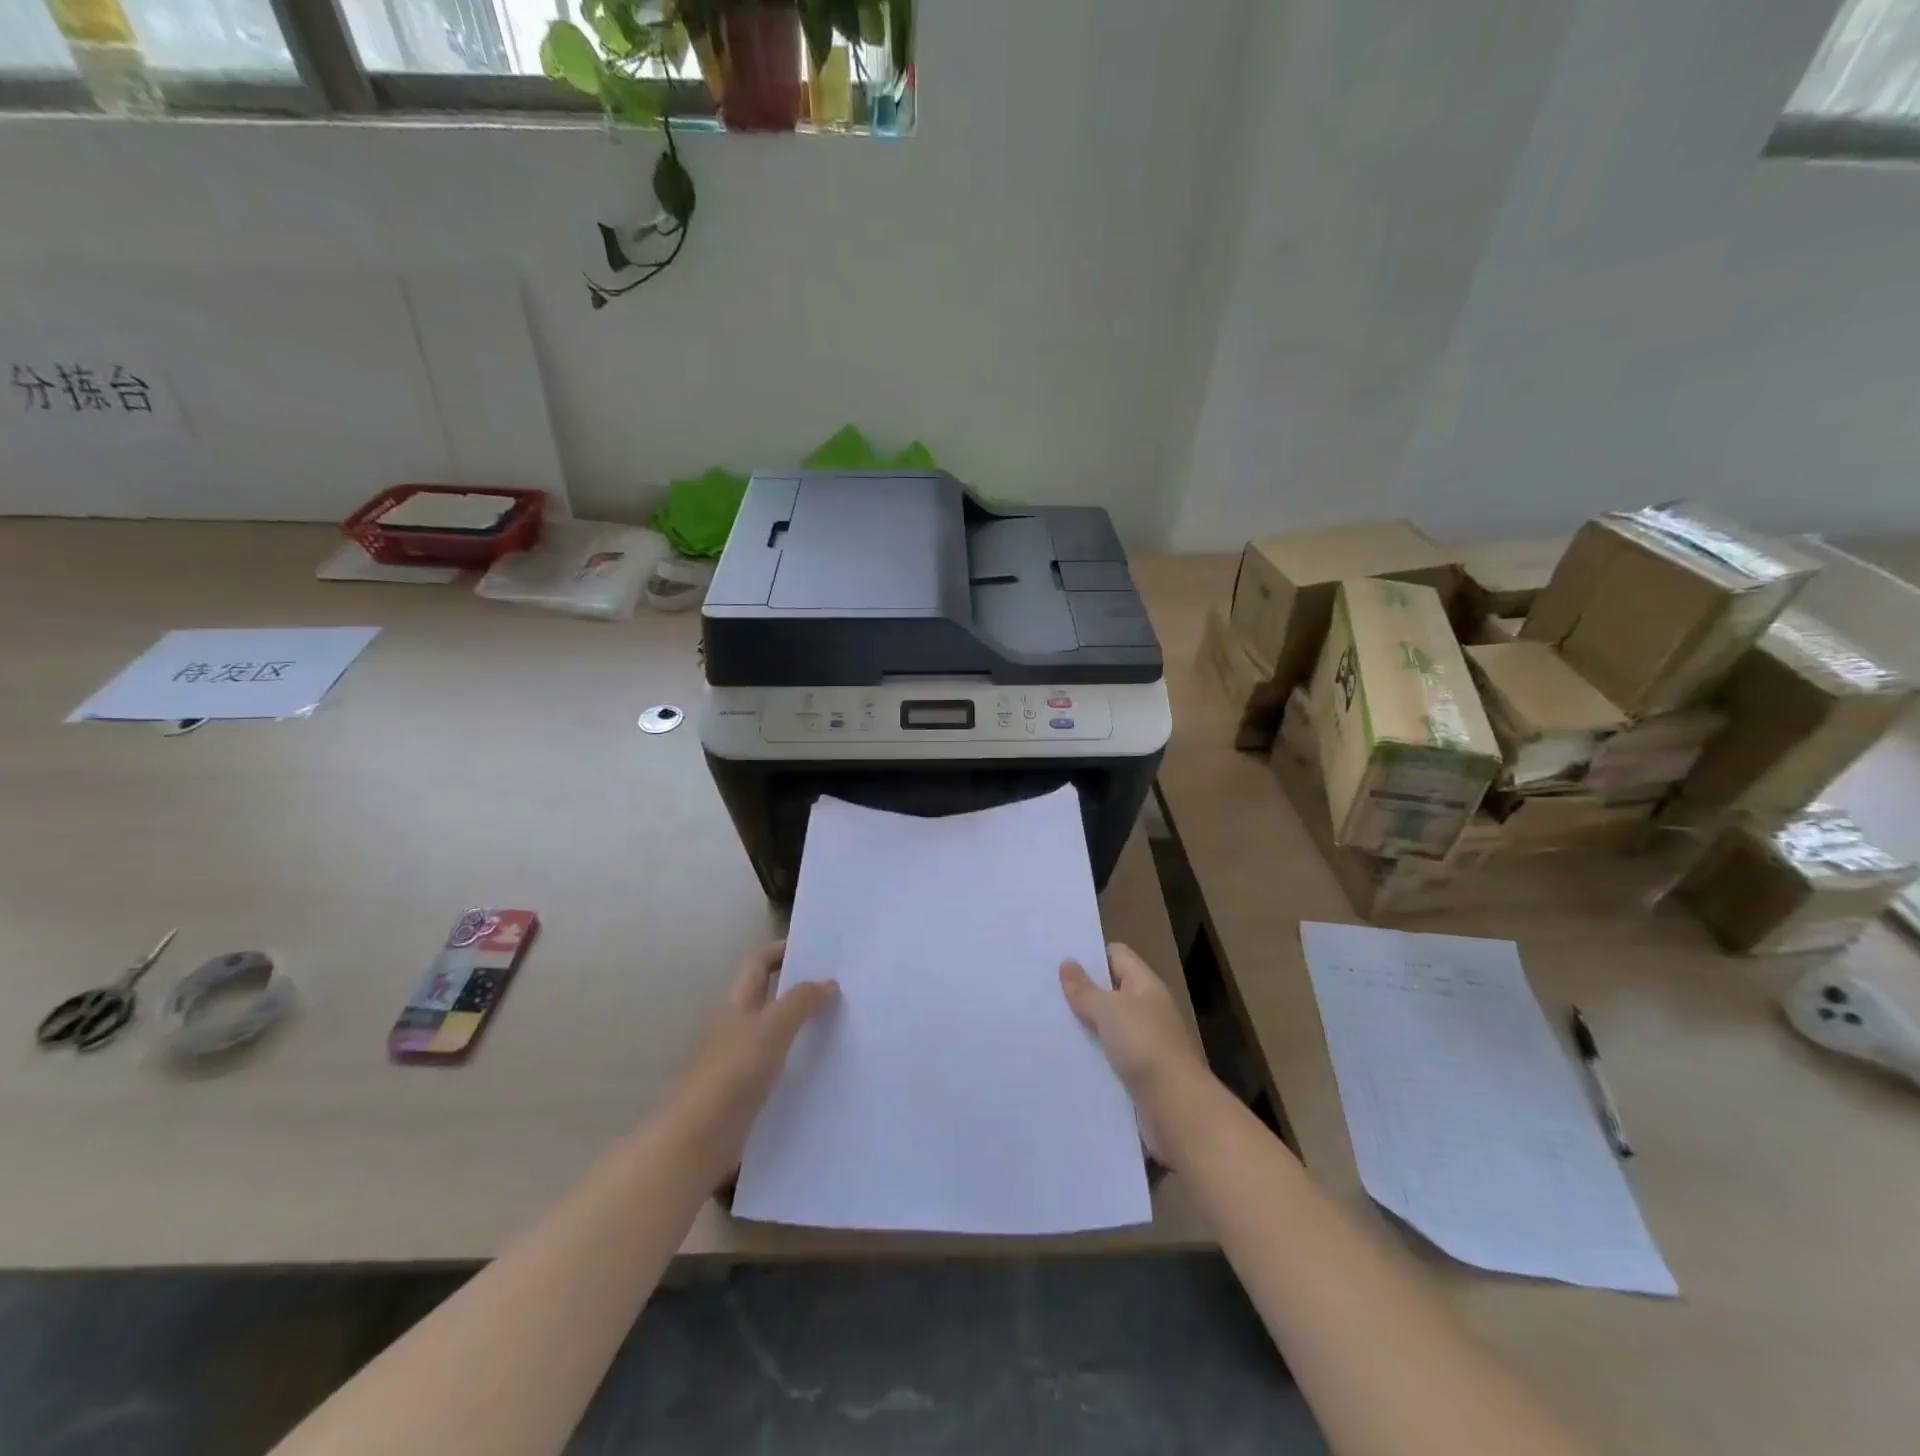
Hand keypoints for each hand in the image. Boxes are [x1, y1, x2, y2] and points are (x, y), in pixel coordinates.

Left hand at [669, 942, 838, 1182]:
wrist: (696, 1141)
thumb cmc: (732, 1074)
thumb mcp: (771, 1029)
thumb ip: (800, 1002)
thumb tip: (828, 982)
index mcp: (737, 1004)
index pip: (758, 963)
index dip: (782, 950)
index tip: (817, 950)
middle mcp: (737, 1027)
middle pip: (769, 996)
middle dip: (800, 989)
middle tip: (840, 987)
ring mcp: (740, 1062)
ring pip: (777, 1033)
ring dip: (804, 1026)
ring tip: (843, 1025)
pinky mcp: (747, 1094)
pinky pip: (779, 1067)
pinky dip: (800, 1062)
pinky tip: (826, 1070)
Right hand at [1060, 942, 1220, 1167]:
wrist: (1177, 1110)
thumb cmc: (1145, 1047)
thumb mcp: (1109, 1011)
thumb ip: (1085, 989)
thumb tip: (1067, 963)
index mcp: (1146, 986)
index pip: (1117, 956)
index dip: (1090, 954)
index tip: (1057, 960)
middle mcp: (1147, 1011)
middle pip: (1110, 991)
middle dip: (1081, 992)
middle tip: (1042, 992)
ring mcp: (1144, 1045)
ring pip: (1107, 1027)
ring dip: (1083, 1028)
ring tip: (1045, 1025)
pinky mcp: (1137, 1076)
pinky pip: (1108, 1058)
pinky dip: (1090, 1057)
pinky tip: (1064, 1059)